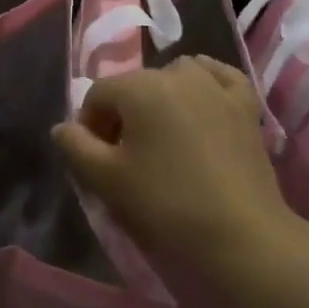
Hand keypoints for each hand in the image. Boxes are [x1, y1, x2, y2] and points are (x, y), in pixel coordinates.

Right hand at [53, 57, 292, 273]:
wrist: (240, 234)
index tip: (96, 159)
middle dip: (124, 115)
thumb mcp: (107, 179)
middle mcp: (178, 73)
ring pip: (176, 76)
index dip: (89, 125)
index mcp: (140, 87)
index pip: (98, 94)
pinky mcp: (246, 104)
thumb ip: (76, 147)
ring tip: (164, 136)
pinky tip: (203, 99)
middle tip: (127, 156)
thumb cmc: (166, 204)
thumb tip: (63, 127)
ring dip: (162, 98)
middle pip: (135, 86)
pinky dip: (206, 82)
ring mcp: (217, 85)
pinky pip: (219, 77)